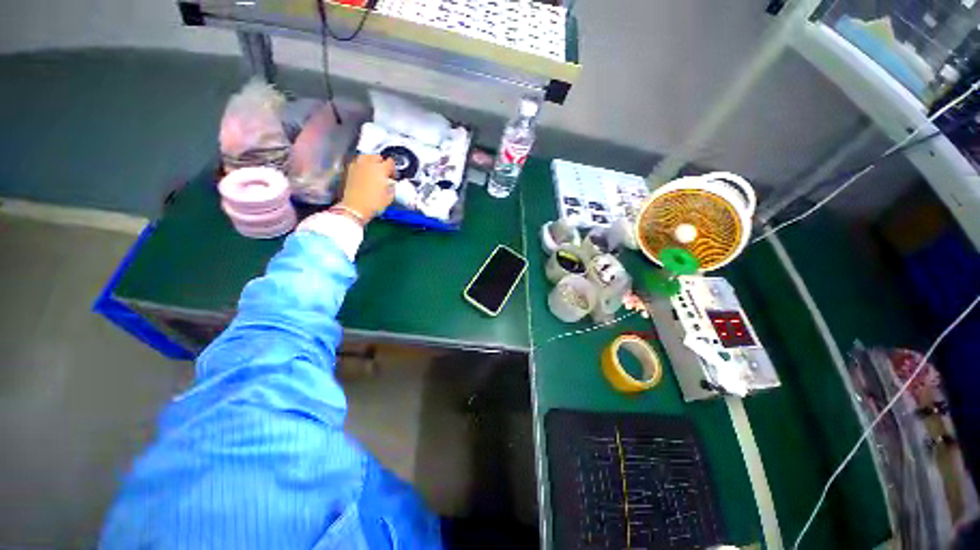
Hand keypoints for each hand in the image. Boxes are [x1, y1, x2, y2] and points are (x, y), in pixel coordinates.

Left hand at [339, 154, 395, 223]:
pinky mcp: (349, 171)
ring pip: (365, 156)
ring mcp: (357, 166)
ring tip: (373, 170)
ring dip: (370, 161)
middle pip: (377, 156)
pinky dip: (361, 165)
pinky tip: (363, 173)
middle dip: (381, 163)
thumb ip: (392, 187)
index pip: (390, 162)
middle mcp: (369, 164)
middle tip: (383, 172)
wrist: (355, 208)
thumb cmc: (374, 203)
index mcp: (381, 170)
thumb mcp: (389, 197)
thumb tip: (391, 184)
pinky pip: (357, 163)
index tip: (392, 176)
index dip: (393, 169)